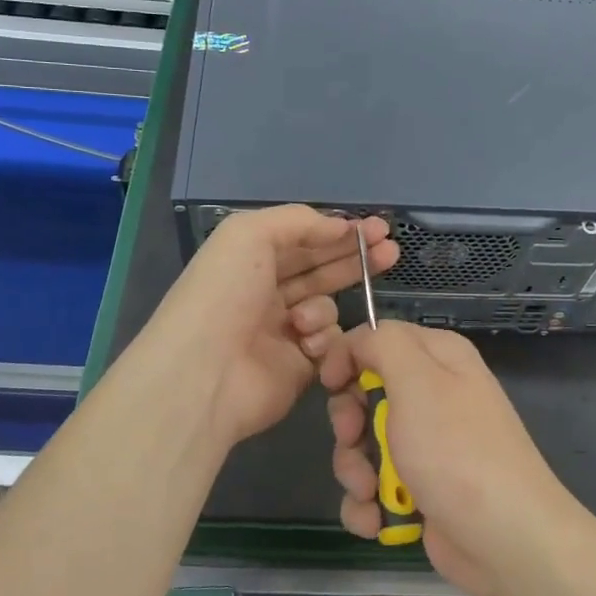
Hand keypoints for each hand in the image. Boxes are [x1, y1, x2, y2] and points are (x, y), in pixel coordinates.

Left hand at [135, 205, 396, 452]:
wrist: (204, 373)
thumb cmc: (223, 294)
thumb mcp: (250, 234)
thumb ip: (298, 221)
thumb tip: (340, 226)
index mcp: (250, 260)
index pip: (304, 239)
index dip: (340, 232)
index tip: (378, 228)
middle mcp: (266, 292)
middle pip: (321, 269)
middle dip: (355, 259)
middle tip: (391, 250)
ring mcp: (283, 331)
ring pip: (327, 307)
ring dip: (323, 308)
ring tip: (303, 320)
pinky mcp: (299, 367)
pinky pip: (329, 343)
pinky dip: (322, 340)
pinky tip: (305, 344)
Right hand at [317, 321, 586, 595]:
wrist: (505, 538)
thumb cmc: (456, 450)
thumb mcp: (418, 380)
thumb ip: (382, 344)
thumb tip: (356, 344)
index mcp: (438, 358)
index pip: (377, 339)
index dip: (347, 358)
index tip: (332, 385)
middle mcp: (433, 395)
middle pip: (363, 394)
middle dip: (349, 423)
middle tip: (354, 440)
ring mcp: (426, 446)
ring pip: (362, 445)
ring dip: (355, 471)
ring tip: (371, 493)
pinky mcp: (419, 490)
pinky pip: (373, 487)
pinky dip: (368, 505)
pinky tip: (377, 520)